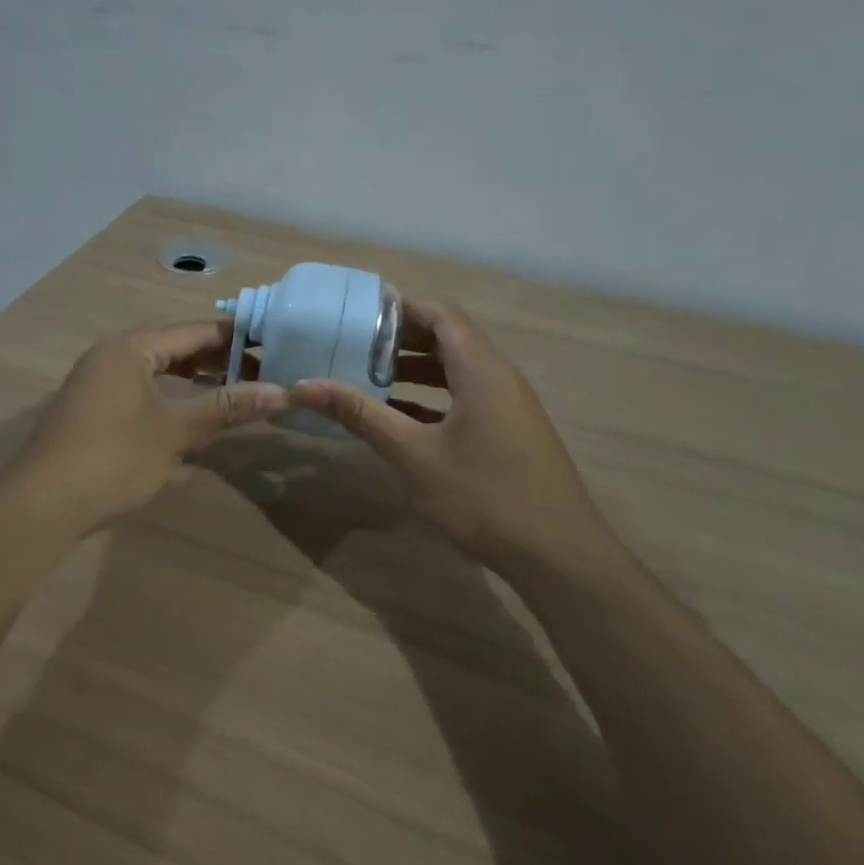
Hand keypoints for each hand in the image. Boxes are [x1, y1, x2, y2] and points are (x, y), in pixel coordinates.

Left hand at [14, 320, 287, 531]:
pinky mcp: (93, 408)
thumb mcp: (175, 431)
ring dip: (196, 377)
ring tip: (236, 389)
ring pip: (158, 369)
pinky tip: (193, 413)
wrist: (43, 504)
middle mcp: (111, 354)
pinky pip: (142, 388)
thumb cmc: (114, 459)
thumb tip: (282, 392)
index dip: (238, 339)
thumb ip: (227, 408)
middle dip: (219, 359)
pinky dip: (172, 395)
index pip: (195, 331)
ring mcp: (98, 381)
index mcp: (130, 347)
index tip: (276, 345)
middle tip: (264, 371)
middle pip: (175, 346)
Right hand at [288, 300, 619, 570]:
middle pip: (449, 340)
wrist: (559, 556)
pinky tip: (400, 421)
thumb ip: (361, 415)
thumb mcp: (413, 454)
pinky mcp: (510, 434)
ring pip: (457, 372)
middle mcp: (499, 378)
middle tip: (354, 345)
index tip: (357, 313)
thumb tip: (304, 386)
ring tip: (368, 379)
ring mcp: (508, 407)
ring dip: (415, 372)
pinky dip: (432, 400)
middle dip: (401, 340)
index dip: (401, 308)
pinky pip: (466, 399)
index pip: (441, 316)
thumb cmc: (483, 496)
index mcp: (481, 370)